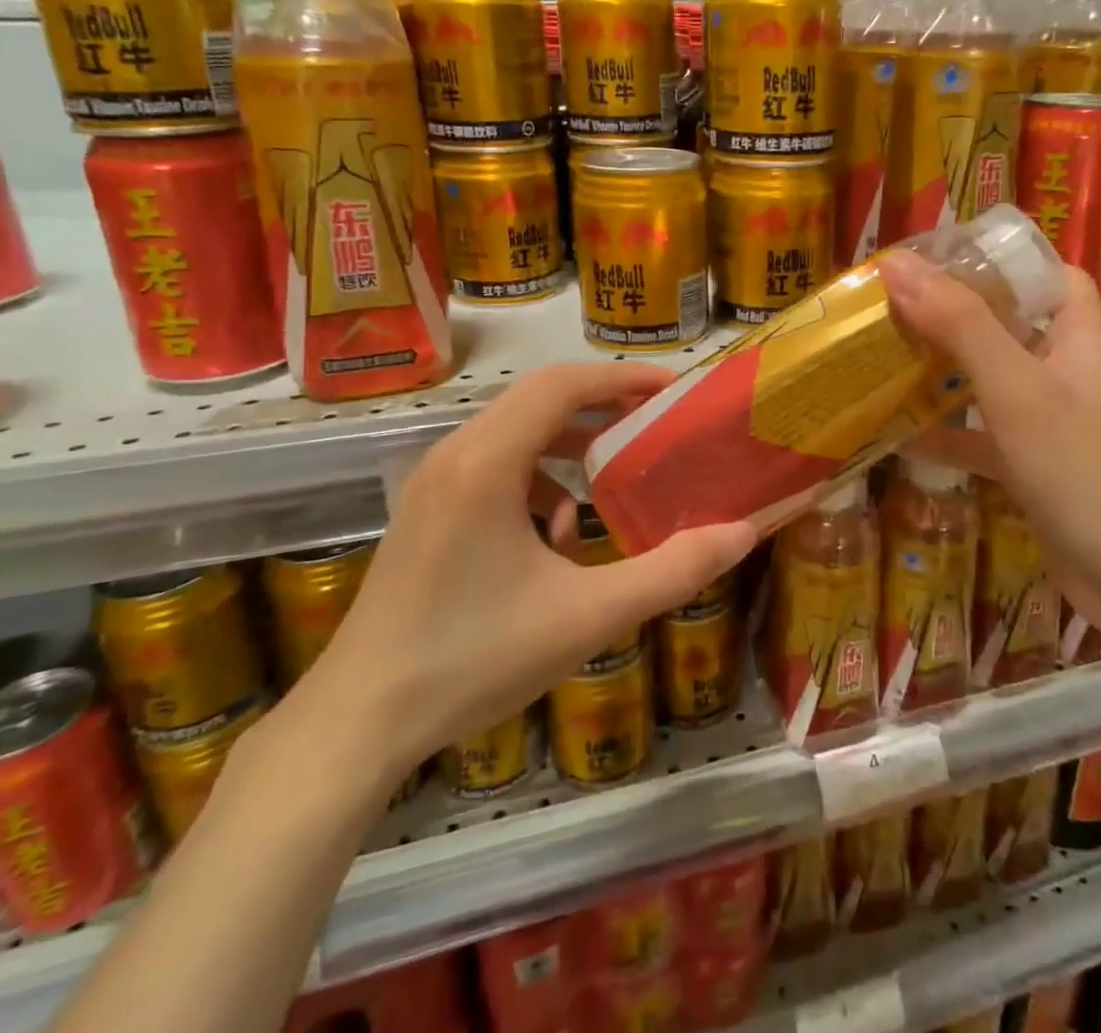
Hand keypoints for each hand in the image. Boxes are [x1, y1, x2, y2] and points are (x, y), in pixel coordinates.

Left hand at [284, 363, 758, 791]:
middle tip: (655, 424)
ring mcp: (432, 482)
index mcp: (487, 462)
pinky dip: (536, 481)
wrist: (358, 722)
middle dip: (602, 405)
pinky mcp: (426, 510)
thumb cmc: (474, 660)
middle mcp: (454, 454)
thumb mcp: (588, 616)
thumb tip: (742, 533)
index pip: (563, 384)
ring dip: (569, 446)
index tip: (673, 390)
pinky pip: (492, 466)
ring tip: (609, 486)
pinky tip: (553, 540)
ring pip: (515, 432)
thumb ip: (671, 570)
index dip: (623, 378)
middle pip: (539, 398)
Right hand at [878, 251, 1100, 646]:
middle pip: (1006, 324)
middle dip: (949, 315)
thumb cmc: (1087, 469)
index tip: (930, 260)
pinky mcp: (1035, 467)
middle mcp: (1066, 369)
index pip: (1043, 273)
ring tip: (881, 359)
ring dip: (941, 374)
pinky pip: (982, 437)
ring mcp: (1051, 421)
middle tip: (885, 308)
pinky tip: (896, 438)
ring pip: (989, 381)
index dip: (994, 260)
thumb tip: (896, 266)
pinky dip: (946, 435)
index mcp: (1078, 334)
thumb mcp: (1017, 388)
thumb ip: (959, 324)